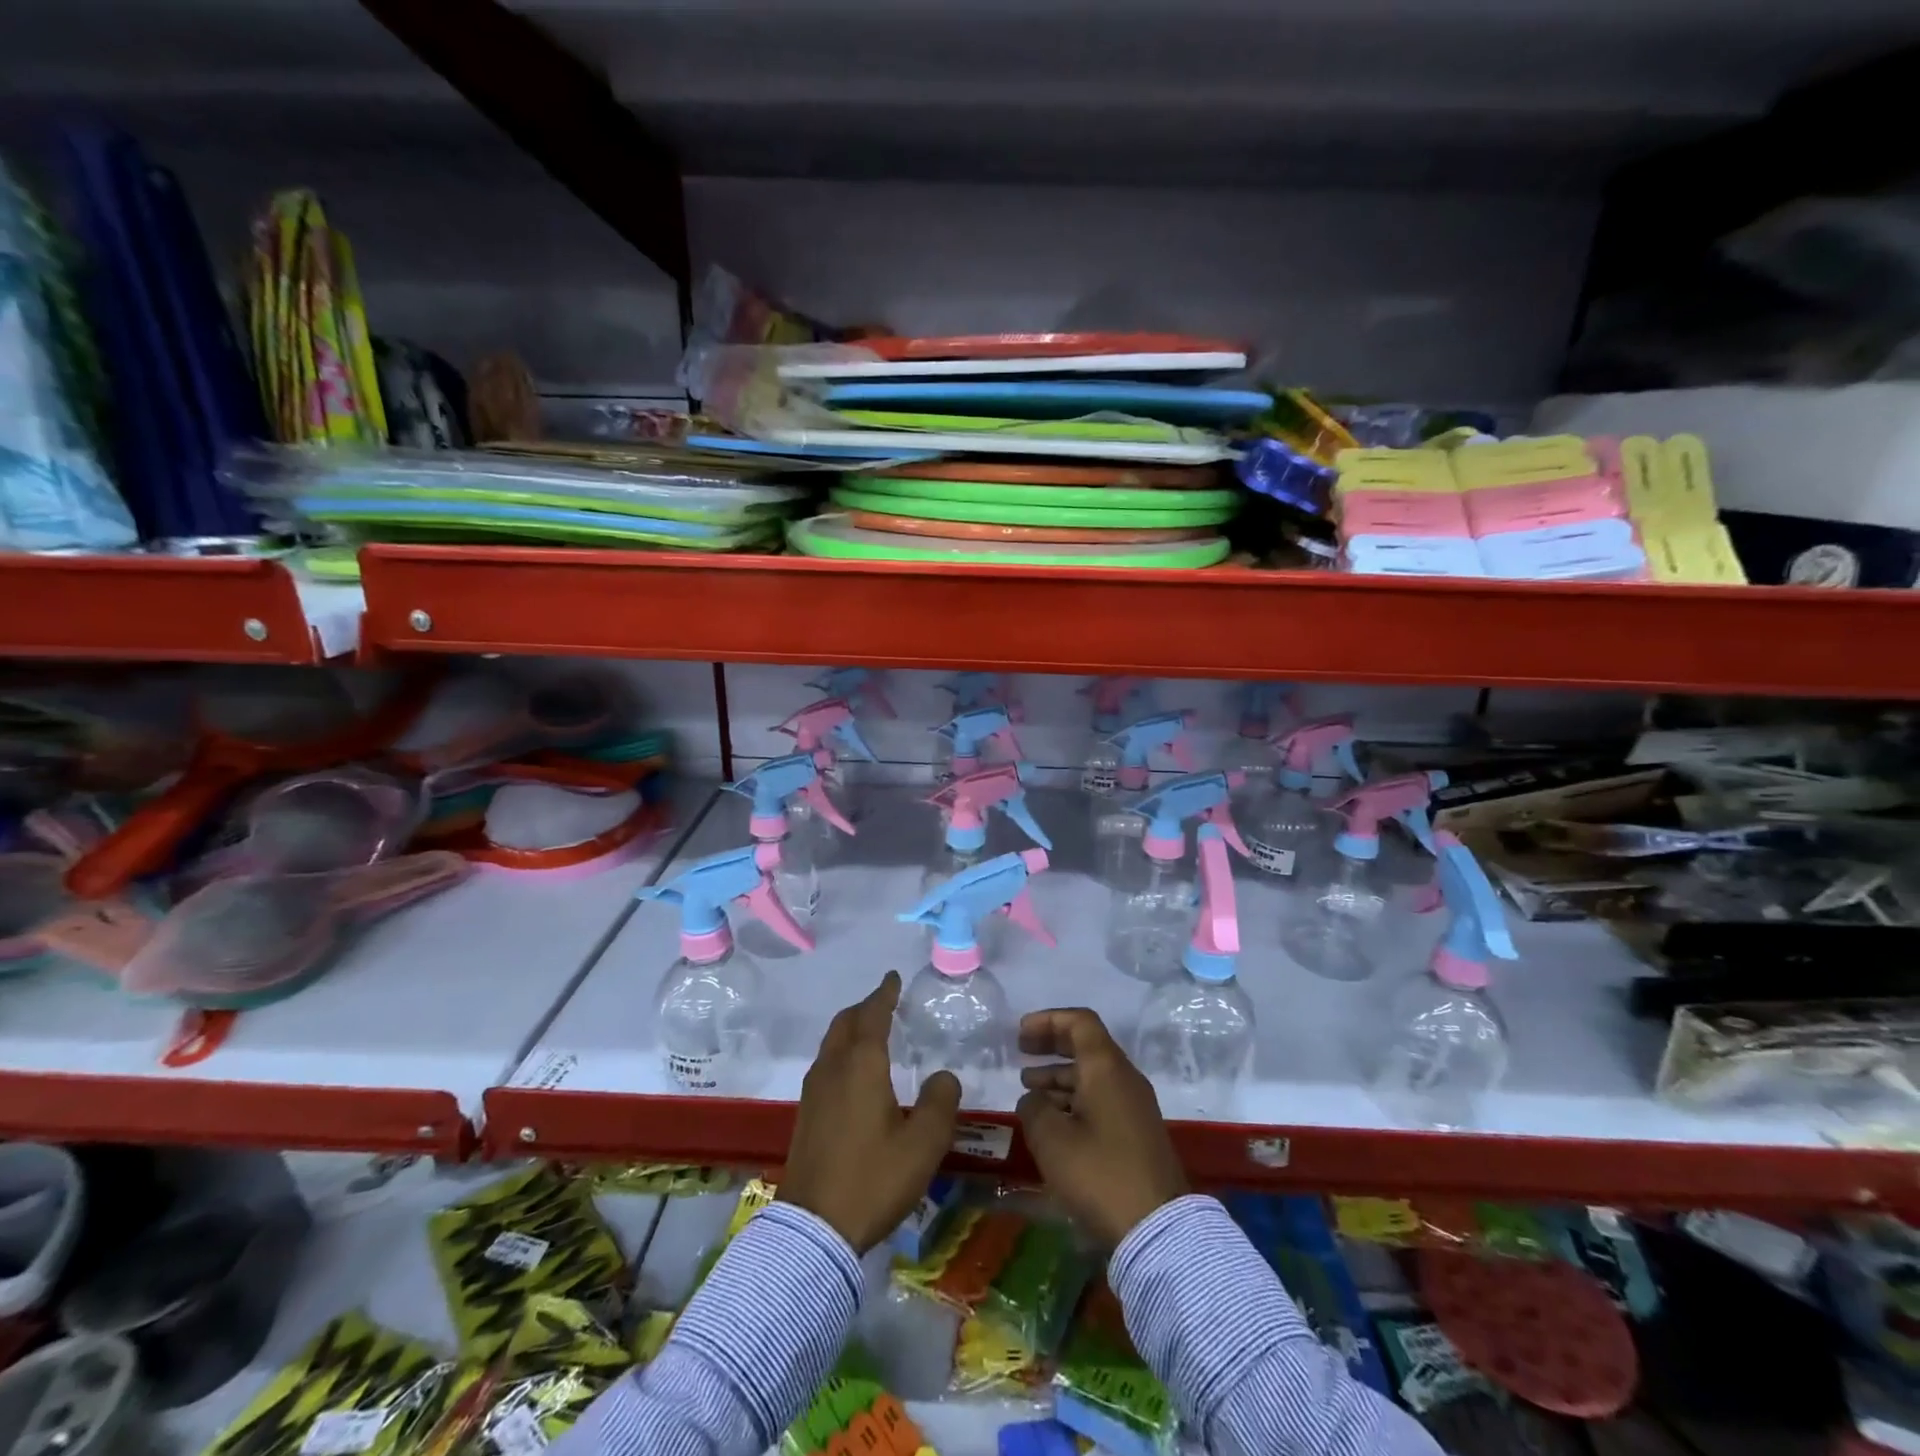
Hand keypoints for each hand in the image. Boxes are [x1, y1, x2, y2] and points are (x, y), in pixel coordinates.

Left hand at [779, 971, 961, 1252]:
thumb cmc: (874, 1178)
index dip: (884, 994)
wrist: (814, 1230)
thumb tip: (944, 1076)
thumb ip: (940, 1102)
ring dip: (850, 1030)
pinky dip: (842, 1053)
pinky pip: (826, 1065)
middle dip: (864, 1008)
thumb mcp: (924, 1143)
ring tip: (870, 1033)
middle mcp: (833, 1069)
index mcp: (862, 1065)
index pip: (873, 1015)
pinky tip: (854, 1075)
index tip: (893, 978)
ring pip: (831, 1044)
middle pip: (845, 1024)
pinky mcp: (806, 1115)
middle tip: (884, 1002)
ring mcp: (814, 1092)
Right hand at [1016, 1008, 1187, 1247]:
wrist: (1158, 1229)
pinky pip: (1101, 1099)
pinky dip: (1074, 1098)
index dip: (1048, 1020)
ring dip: (1059, 1076)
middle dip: (1051, 1044)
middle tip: (1021, 1051)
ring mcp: (1134, 1106)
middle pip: (1086, 1045)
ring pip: (1093, 1075)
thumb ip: (1034, 1108)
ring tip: (1028, 1089)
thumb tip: (1033, 1098)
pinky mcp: (1137, 1132)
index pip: (1080, 1022)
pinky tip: (1052, 1120)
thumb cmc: (1100, 1174)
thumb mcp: (1052, 1139)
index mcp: (1106, 1067)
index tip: (1021, 1033)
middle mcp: (1124, 1078)